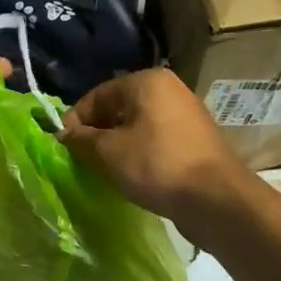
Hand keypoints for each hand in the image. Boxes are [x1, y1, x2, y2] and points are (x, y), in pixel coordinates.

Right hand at [61, 68, 250, 240]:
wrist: (216, 199)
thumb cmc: (156, 165)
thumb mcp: (108, 152)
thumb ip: (81, 139)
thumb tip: (63, 133)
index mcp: (146, 81)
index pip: (97, 95)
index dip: (75, 120)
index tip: (63, 146)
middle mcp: (168, 89)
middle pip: (118, 108)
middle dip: (97, 133)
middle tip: (82, 160)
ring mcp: (185, 114)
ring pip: (137, 126)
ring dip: (117, 145)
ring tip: (105, 171)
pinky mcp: (195, 140)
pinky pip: (156, 141)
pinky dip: (139, 154)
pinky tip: (132, 175)